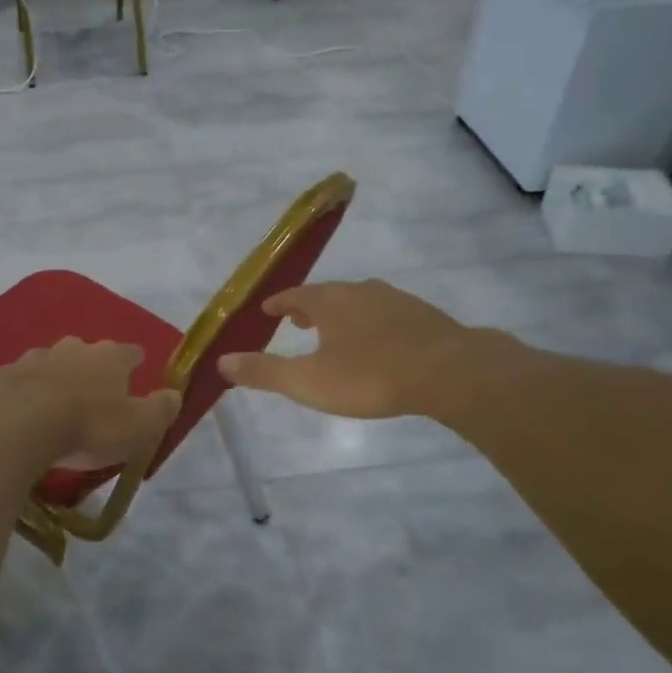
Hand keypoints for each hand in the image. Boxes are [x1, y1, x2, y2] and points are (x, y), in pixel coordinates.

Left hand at [0, 338, 180, 469]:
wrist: (16, 425)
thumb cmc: (88, 426)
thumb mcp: (138, 428)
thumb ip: (160, 410)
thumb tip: (174, 394)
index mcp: (109, 357)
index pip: (131, 352)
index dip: (135, 362)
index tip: (137, 371)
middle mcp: (72, 348)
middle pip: (88, 353)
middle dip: (92, 368)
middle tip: (94, 393)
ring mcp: (33, 358)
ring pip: (51, 364)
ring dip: (56, 379)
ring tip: (56, 404)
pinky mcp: (1, 376)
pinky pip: (19, 382)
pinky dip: (25, 393)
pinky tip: (22, 413)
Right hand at [218, 280, 490, 419]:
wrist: (450, 371)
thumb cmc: (370, 375)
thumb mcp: (308, 381)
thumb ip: (264, 372)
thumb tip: (221, 360)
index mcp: (330, 301)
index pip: (295, 295)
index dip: (279, 303)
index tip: (268, 309)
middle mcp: (361, 291)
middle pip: (328, 294)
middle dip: (310, 307)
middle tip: (298, 322)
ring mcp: (396, 300)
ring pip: (360, 302)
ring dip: (342, 314)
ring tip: (336, 332)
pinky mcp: (424, 316)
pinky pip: (387, 314)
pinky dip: (372, 324)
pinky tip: (379, 343)